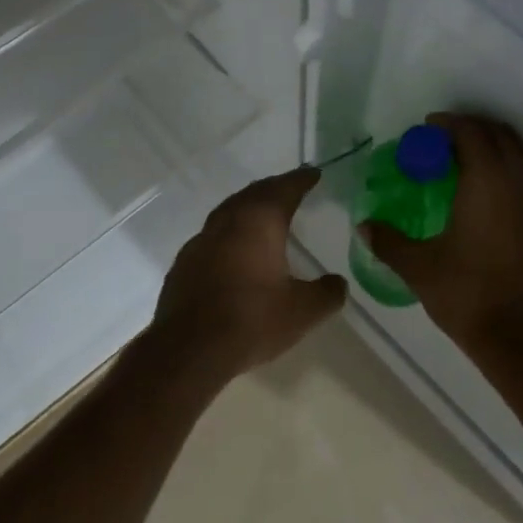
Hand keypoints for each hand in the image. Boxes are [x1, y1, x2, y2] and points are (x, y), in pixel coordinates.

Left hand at [151, 166, 346, 377]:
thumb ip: (326, 293)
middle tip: (290, 189)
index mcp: (259, 221)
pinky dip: (229, 232)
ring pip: (229, 211)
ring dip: (248, 207)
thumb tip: (338, 283)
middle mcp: (228, 221)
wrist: (188, 349)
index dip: (301, 180)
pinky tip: (234, 250)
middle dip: (274, 188)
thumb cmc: (251, 320)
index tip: (313, 173)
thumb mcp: (302, 311)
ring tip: (263, 214)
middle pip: (254, 193)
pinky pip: (212, 235)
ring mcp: (201, 240)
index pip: (284, 189)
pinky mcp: (184, 262)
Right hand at [360, 113, 522, 354]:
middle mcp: (518, 186)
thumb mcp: (419, 268)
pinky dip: (509, 174)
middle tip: (446, 139)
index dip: (450, 123)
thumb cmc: (469, 296)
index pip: (472, 133)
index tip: (428, 127)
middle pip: (502, 136)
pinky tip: (488, 201)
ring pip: (521, 159)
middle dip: (475, 128)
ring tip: (466, 163)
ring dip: (495, 149)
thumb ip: (389, 242)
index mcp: (486, 184)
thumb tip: (364, 226)